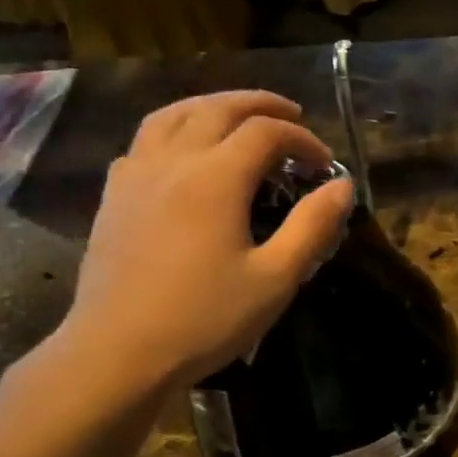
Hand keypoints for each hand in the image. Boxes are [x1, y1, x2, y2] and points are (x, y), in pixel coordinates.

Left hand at [55, 91, 354, 390]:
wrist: (119, 351)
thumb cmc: (205, 319)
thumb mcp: (275, 279)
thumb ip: (312, 227)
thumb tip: (343, 187)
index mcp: (215, 178)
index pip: (265, 133)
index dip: (302, 139)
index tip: (324, 165)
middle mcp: (172, 161)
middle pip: (217, 108)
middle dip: (259, 105)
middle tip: (291, 115)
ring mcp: (136, 175)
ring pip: (173, 114)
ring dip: (212, 106)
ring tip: (237, 116)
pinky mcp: (114, 196)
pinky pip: (144, 140)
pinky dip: (175, 129)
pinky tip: (184, 152)